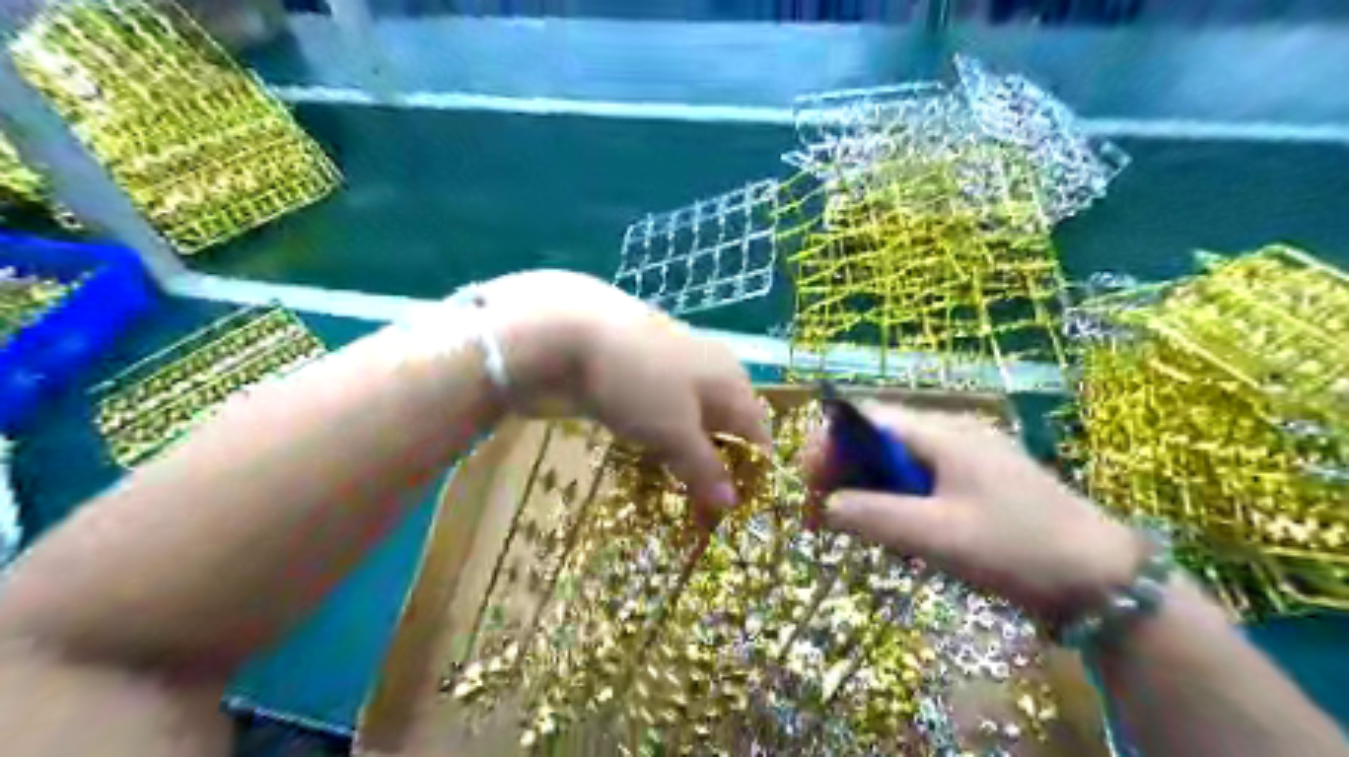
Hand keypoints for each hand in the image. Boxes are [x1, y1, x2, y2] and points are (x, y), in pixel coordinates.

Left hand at [474, 271, 769, 519]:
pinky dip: (661, 439)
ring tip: (678, 490)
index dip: (751, 470)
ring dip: (687, 455)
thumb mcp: (676, 433)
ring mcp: (672, 371)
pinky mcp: (639, 376)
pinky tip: (650, 458)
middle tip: (704, 507)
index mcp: (731, 380)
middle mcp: (709, 371)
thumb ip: (706, 468)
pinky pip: (662, 415)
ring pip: (691, 421)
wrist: (569, 335)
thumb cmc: (639, 384)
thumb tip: (733, 502)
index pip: (757, 431)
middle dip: (717, 466)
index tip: (739, 508)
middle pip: (724, 426)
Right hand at [804, 401, 1141, 619]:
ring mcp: (967, 456)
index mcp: (941, 432)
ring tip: (862, 529)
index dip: (828, 444)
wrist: (1106, 579)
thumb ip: (872, 515)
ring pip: (897, 463)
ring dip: (871, 491)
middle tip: (826, 515)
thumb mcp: (936, 535)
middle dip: (845, 472)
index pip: (865, 418)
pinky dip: (899, 502)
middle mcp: (950, 432)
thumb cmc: (1017, 548)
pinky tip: (903, 534)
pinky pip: (921, 481)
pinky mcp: (977, 481)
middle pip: (877, 439)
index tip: (808, 483)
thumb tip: (824, 505)